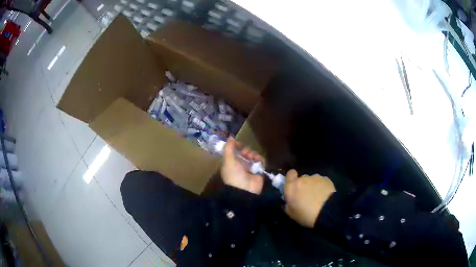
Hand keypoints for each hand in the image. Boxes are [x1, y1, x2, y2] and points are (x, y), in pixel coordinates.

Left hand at [221, 137, 263, 194]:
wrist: (245, 190)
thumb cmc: (234, 174)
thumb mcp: (228, 160)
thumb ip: (228, 148)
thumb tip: (230, 137)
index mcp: (230, 163)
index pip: (233, 151)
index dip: (236, 146)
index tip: (238, 143)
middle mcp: (240, 165)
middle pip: (244, 152)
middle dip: (245, 150)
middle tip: (246, 152)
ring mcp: (250, 168)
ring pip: (252, 156)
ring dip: (253, 154)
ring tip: (252, 157)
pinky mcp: (259, 171)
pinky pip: (260, 161)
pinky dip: (260, 159)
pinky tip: (258, 160)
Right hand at [284, 169, 335, 227]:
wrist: (327, 212)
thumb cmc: (306, 214)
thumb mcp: (291, 214)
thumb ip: (287, 204)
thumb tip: (288, 200)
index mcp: (293, 186)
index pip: (290, 174)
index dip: (291, 179)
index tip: (293, 186)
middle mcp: (304, 178)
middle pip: (302, 178)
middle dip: (303, 185)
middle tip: (305, 196)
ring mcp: (316, 178)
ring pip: (312, 180)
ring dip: (312, 186)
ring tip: (317, 197)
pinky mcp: (327, 179)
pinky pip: (321, 182)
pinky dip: (321, 187)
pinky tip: (324, 196)